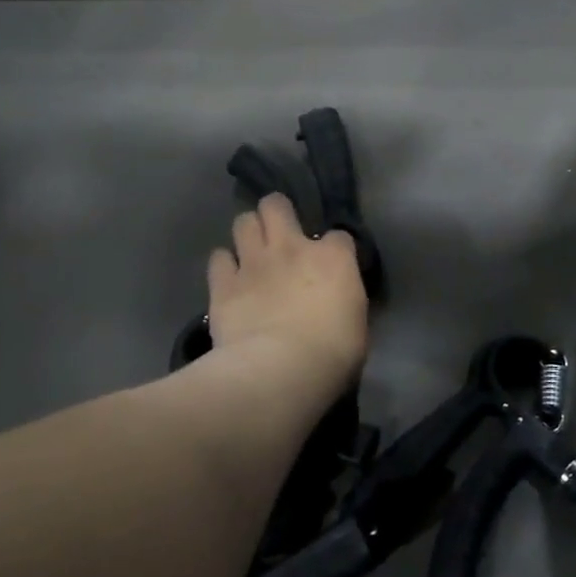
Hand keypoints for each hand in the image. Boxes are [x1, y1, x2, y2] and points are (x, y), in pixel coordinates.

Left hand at [207, 194, 368, 396]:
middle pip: (277, 206)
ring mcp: (254, 262)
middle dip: (276, 212)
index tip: (332, 266)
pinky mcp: (223, 284)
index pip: (338, 236)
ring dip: (248, 232)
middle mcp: (292, 248)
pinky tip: (228, 278)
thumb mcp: (357, 324)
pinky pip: (218, 259)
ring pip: (243, 221)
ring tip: (251, 250)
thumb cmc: (333, 353)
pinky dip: (224, 265)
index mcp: (333, 258)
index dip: (334, 249)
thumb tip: (337, 301)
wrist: (280, 370)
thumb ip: (344, 300)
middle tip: (279, 231)